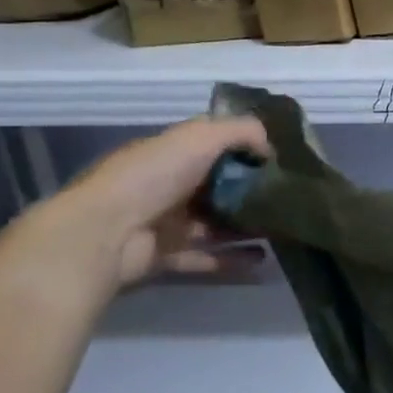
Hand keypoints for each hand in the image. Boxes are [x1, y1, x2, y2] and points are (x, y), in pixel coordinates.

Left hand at [12, 117, 271, 287]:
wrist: (101, 234)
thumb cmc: (152, 177)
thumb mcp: (200, 137)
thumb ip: (241, 131)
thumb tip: (271, 147)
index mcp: (171, 154)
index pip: (213, 147)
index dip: (246, 149)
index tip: (282, 158)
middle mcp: (168, 186)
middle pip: (218, 187)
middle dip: (252, 191)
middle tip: (290, 197)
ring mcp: (166, 223)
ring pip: (216, 224)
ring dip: (247, 226)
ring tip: (284, 228)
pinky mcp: (166, 255)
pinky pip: (207, 257)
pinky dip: (233, 259)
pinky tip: (264, 261)